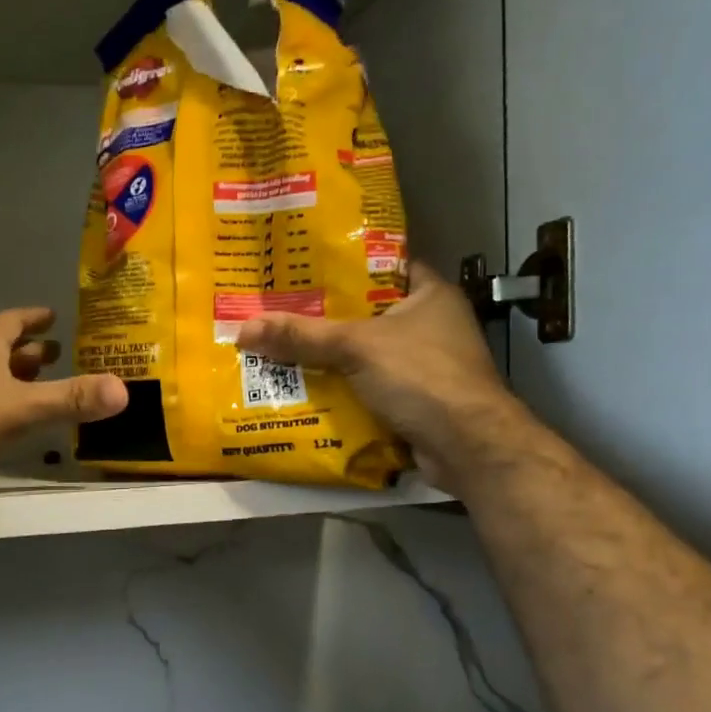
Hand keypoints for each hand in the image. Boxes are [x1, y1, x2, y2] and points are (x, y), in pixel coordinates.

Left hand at [0, 307, 127, 492]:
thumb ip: (70, 399)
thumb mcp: (21, 408)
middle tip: (56, 355)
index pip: (12, 322)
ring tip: (35, 386)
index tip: (52, 315)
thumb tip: (124, 390)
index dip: (33, 318)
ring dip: (10, 376)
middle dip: (28, 351)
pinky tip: (2, 419)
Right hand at [234, 263, 522, 492]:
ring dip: (329, 360)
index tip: (302, 269)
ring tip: (280, 351)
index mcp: (429, 294)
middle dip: (325, 319)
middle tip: (278, 313)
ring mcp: (424, 366)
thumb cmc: (421, 377)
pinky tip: (303, 391)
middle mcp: (429, 326)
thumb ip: (302, 337)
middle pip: (366, 315)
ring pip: (365, 356)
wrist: (466, 446)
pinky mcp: (414, 402)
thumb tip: (244, 329)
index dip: (344, 265)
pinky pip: (368, 389)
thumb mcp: (356, 348)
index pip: (382, 266)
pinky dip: (341, 392)